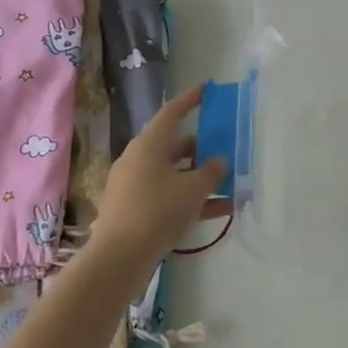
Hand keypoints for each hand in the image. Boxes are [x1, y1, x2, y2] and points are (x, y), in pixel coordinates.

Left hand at [91, 84, 226, 264]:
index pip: (171, 113)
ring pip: (172, 174)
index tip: (206, 90)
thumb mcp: (192, 190)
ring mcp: (133, 186)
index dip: (190, 100)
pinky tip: (219, 211)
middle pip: (173, 146)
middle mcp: (138, 160)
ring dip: (198, 177)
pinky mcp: (134, 210)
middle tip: (224, 146)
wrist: (119, 257)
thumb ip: (211, 172)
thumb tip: (218, 161)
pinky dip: (190, 199)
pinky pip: (167, 196)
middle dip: (200, 147)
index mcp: (148, 145)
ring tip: (228, 183)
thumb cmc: (157, 211)